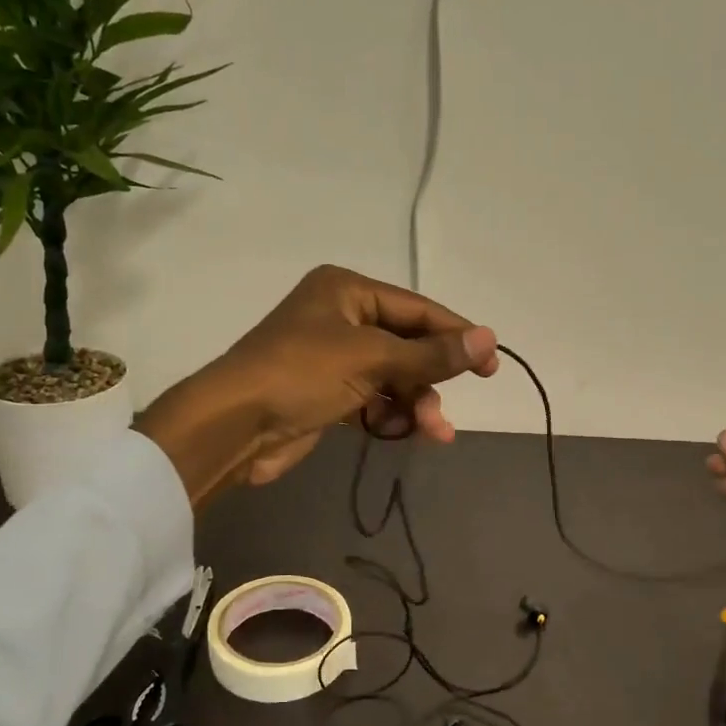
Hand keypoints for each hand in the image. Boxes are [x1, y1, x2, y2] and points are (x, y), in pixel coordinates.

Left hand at [137, 266, 497, 505]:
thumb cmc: (301, 374)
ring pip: (393, 378)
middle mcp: (341, 318)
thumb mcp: (371, 358)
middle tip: (452, 408)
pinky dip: (390, 417)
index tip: (491, 363)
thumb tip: (489, 338)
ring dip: (415, 405)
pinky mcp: (327, 395)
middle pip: (407, 346)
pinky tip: (401, 434)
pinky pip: (374, 401)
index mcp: (348, 291)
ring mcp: (333, 358)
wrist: (234, 426)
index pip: (417, 309)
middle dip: (430, 380)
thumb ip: (431, 354)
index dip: (456, 335)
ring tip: (432, 432)